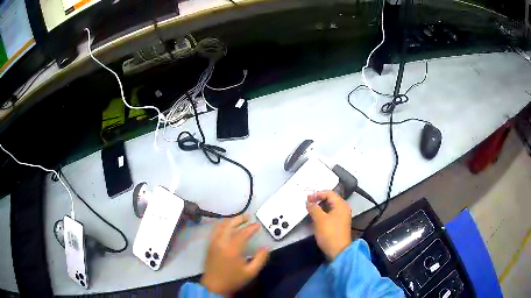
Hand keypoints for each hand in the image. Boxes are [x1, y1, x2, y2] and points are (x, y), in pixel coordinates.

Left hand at [201, 215, 269, 294]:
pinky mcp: (209, 245)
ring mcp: (213, 242)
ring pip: (220, 225)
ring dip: (230, 221)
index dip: (251, 227)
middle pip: (229, 224)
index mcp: (232, 248)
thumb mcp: (251, 272)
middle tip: (248, 218)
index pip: (243, 233)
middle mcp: (221, 242)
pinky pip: (215, 230)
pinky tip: (227, 227)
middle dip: (239, 219)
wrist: (214, 286)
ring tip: (238, 221)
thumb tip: (266, 248)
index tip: (257, 225)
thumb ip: (260, 259)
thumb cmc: (233, 279)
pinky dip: (222, 225)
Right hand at [307, 191, 351, 259]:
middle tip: (307, 203)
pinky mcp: (339, 223)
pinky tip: (315, 217)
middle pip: (330, 199)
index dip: (317, 194)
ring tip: (310, 210)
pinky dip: (322, 213)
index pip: (329, 193)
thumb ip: (313, 208)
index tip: (307, 198)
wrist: (338, 250)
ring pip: (329, 207)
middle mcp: (343, 208)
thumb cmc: (329, 233)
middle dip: (318, 200)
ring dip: (319, 207)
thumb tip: (309, 202)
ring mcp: (342, 216)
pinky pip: (330, 214)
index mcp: (341, 204)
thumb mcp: (319, 219)